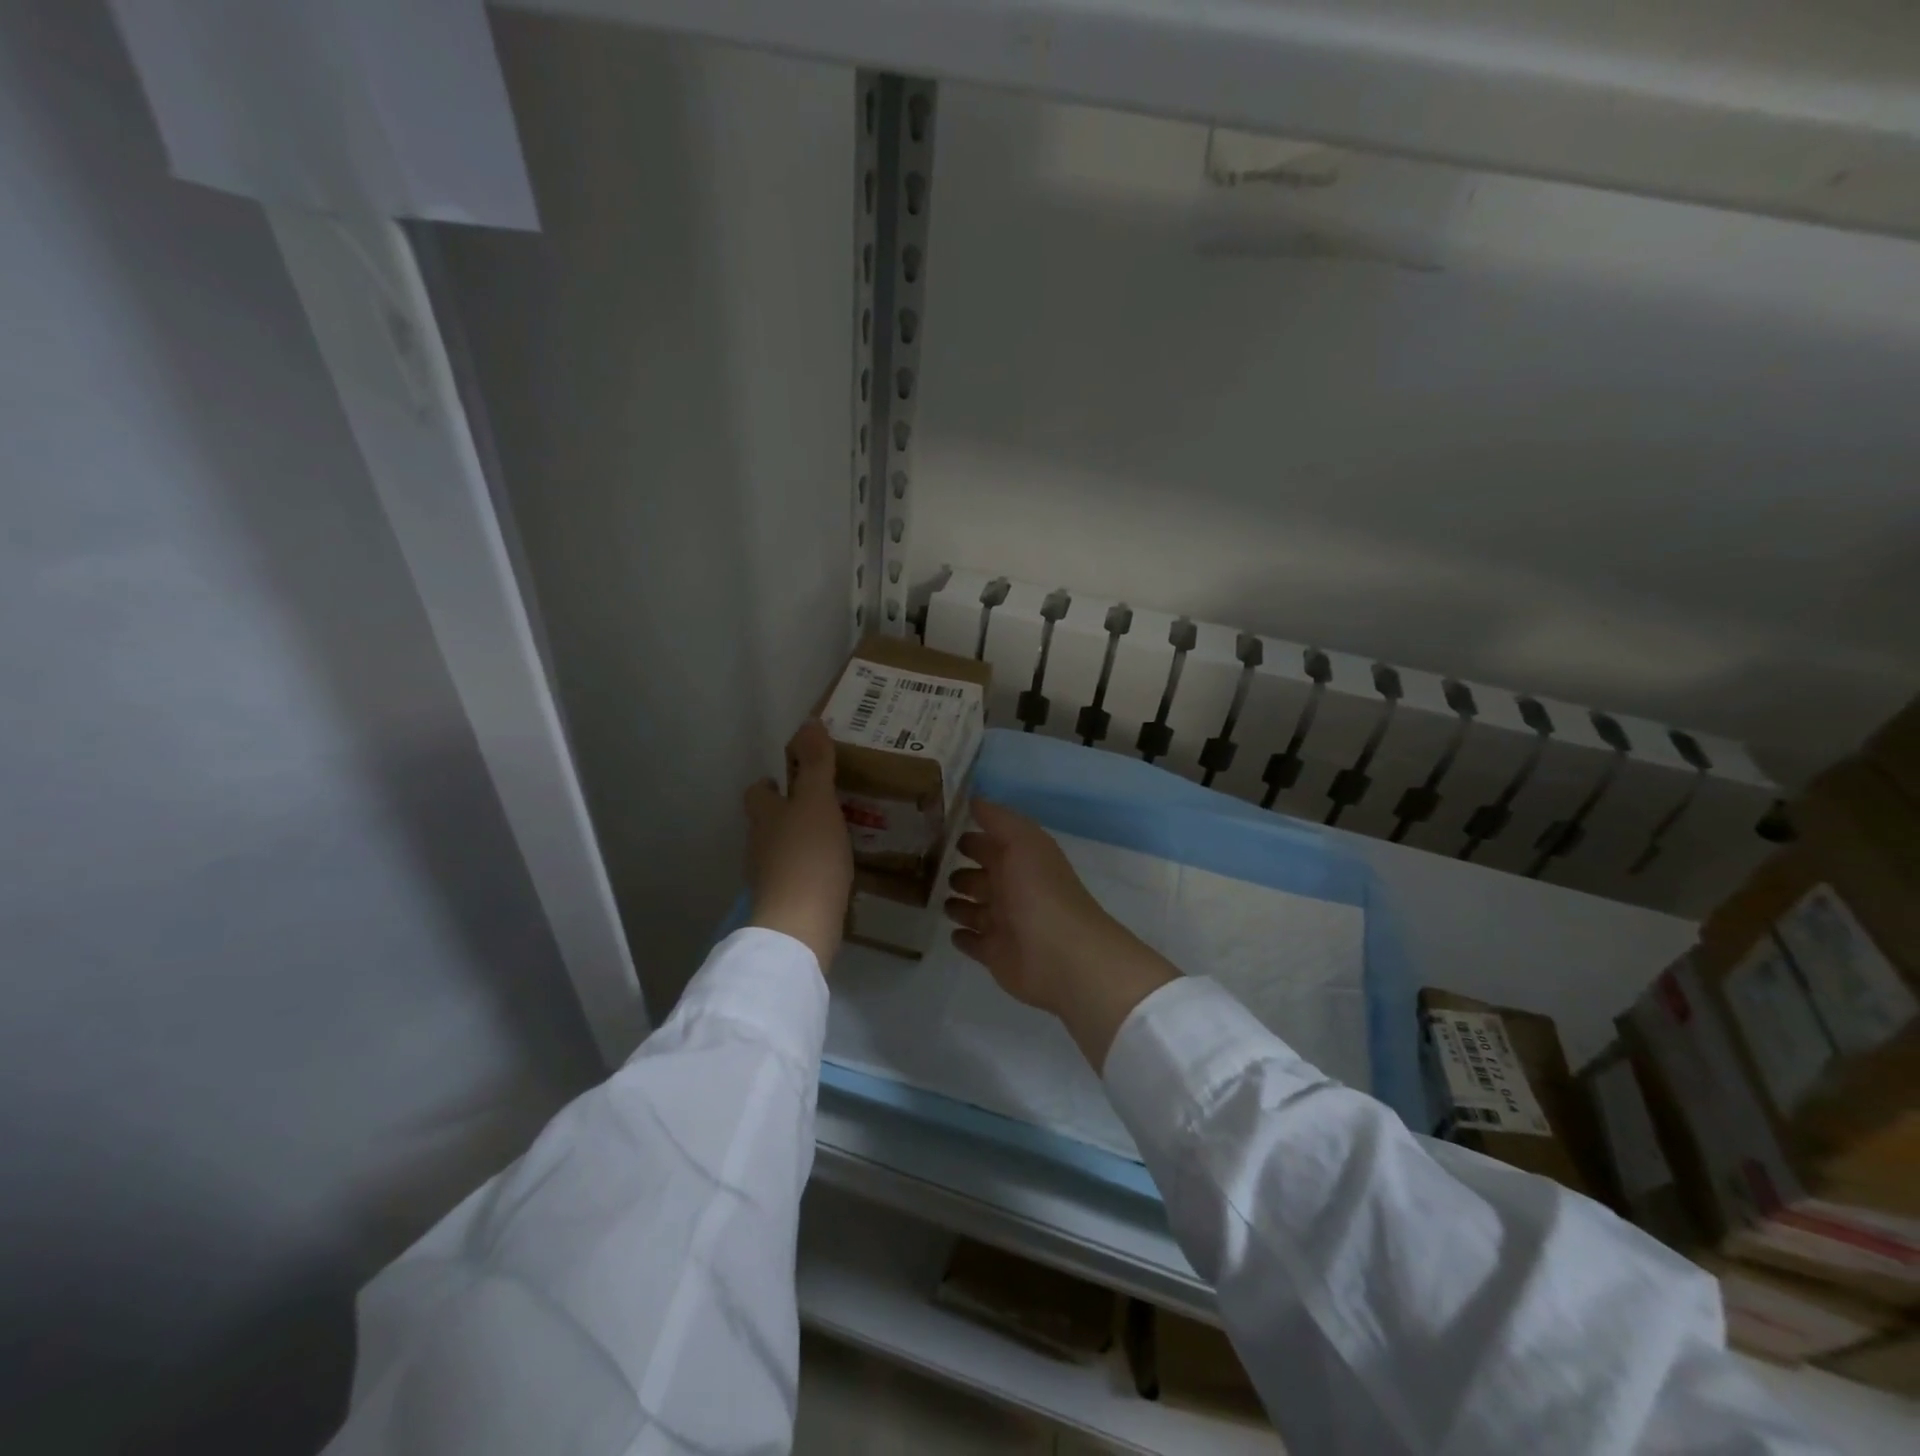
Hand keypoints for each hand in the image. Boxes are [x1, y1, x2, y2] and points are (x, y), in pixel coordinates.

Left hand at [746, 720, 852, 972]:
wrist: (801, 924)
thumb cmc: (809, 855)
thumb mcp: (818, 802)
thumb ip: (815, 764)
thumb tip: (808, 722)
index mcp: (765, 815)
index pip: (757, 792)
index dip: (770, 784)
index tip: (790, 779)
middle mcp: (760, 844)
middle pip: (766, 822)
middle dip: (786, 813)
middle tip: (819, 807)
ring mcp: (768, 877)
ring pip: (779, 851)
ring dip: (798, 843)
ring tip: (830, 838)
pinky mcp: (783, 903)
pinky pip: (794, 878)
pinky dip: (807, 872)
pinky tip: (830, 873)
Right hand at [944, 801, 1177, 1069]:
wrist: (1061, 954)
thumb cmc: (1040, 891)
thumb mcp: (1022, 841)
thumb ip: (998, 819)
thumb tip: (974, 798)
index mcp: (1021, 861)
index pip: (991, 845)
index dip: (971, 839)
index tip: (941, 833)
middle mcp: (1013, 890)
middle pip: (982, 878)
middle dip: (962, 873)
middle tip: (931, 868)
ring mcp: (1004, 924)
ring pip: (975, 910)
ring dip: (958, 905)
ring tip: (937, 899)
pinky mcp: (996, 954)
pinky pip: (974, 943)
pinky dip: (963, 937)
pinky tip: (950, 932)